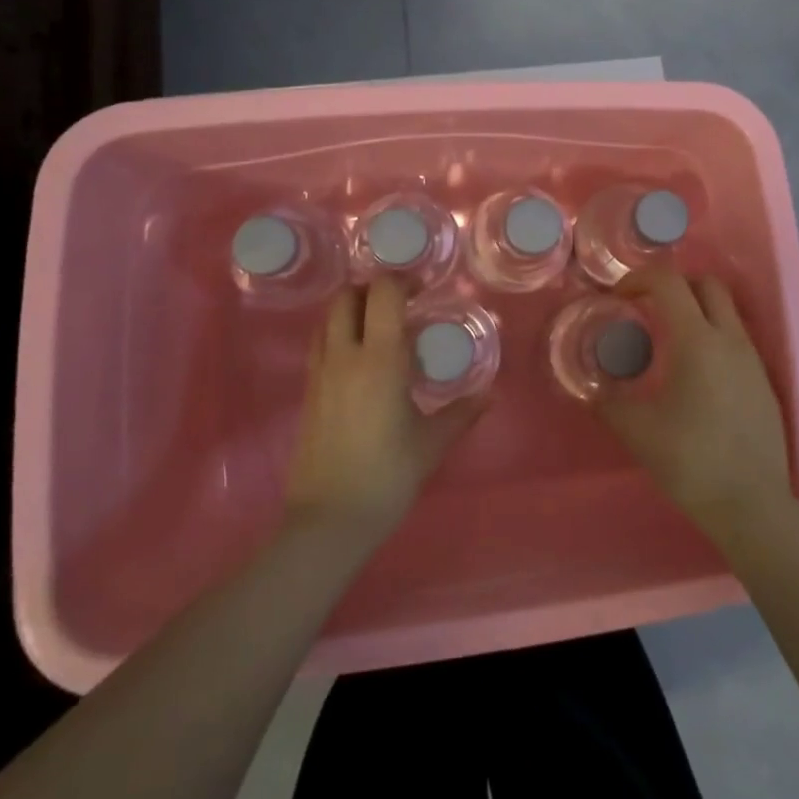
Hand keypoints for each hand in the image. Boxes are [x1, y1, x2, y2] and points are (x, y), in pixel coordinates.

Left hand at [284, 279, 483, 539]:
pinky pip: (320, 344)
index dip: (403, 280)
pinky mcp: (308, 392)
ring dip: (352, 309)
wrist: (329, 518)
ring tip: (381, 326)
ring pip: (328, 318)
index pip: (383, 294)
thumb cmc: (387, 475)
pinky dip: (339, 334)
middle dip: (372, 289)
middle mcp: (345, 356)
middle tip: (401, 303)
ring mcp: (320, 373)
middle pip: (347, 296)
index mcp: (380, 359)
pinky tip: (362, 359)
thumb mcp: (432, 443)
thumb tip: (490, 395)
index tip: (424, 287)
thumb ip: (462, 413)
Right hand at [596, 267, 790, 539]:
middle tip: (647, 308)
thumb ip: (608, 403)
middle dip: (674, 285)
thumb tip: (591, 390)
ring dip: (696, 311)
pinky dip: (712, 339)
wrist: (752, 504)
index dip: (639, 279)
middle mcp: (730, 339)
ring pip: (726, 312)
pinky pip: (736, 341)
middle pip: (707, 284)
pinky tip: (695, 377)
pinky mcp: (764, 382)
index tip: (618, 297)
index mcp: (697, 340)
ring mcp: (753, 360)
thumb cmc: (691, 461)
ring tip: (668, 343)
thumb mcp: (637, 431)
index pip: (669, 282)